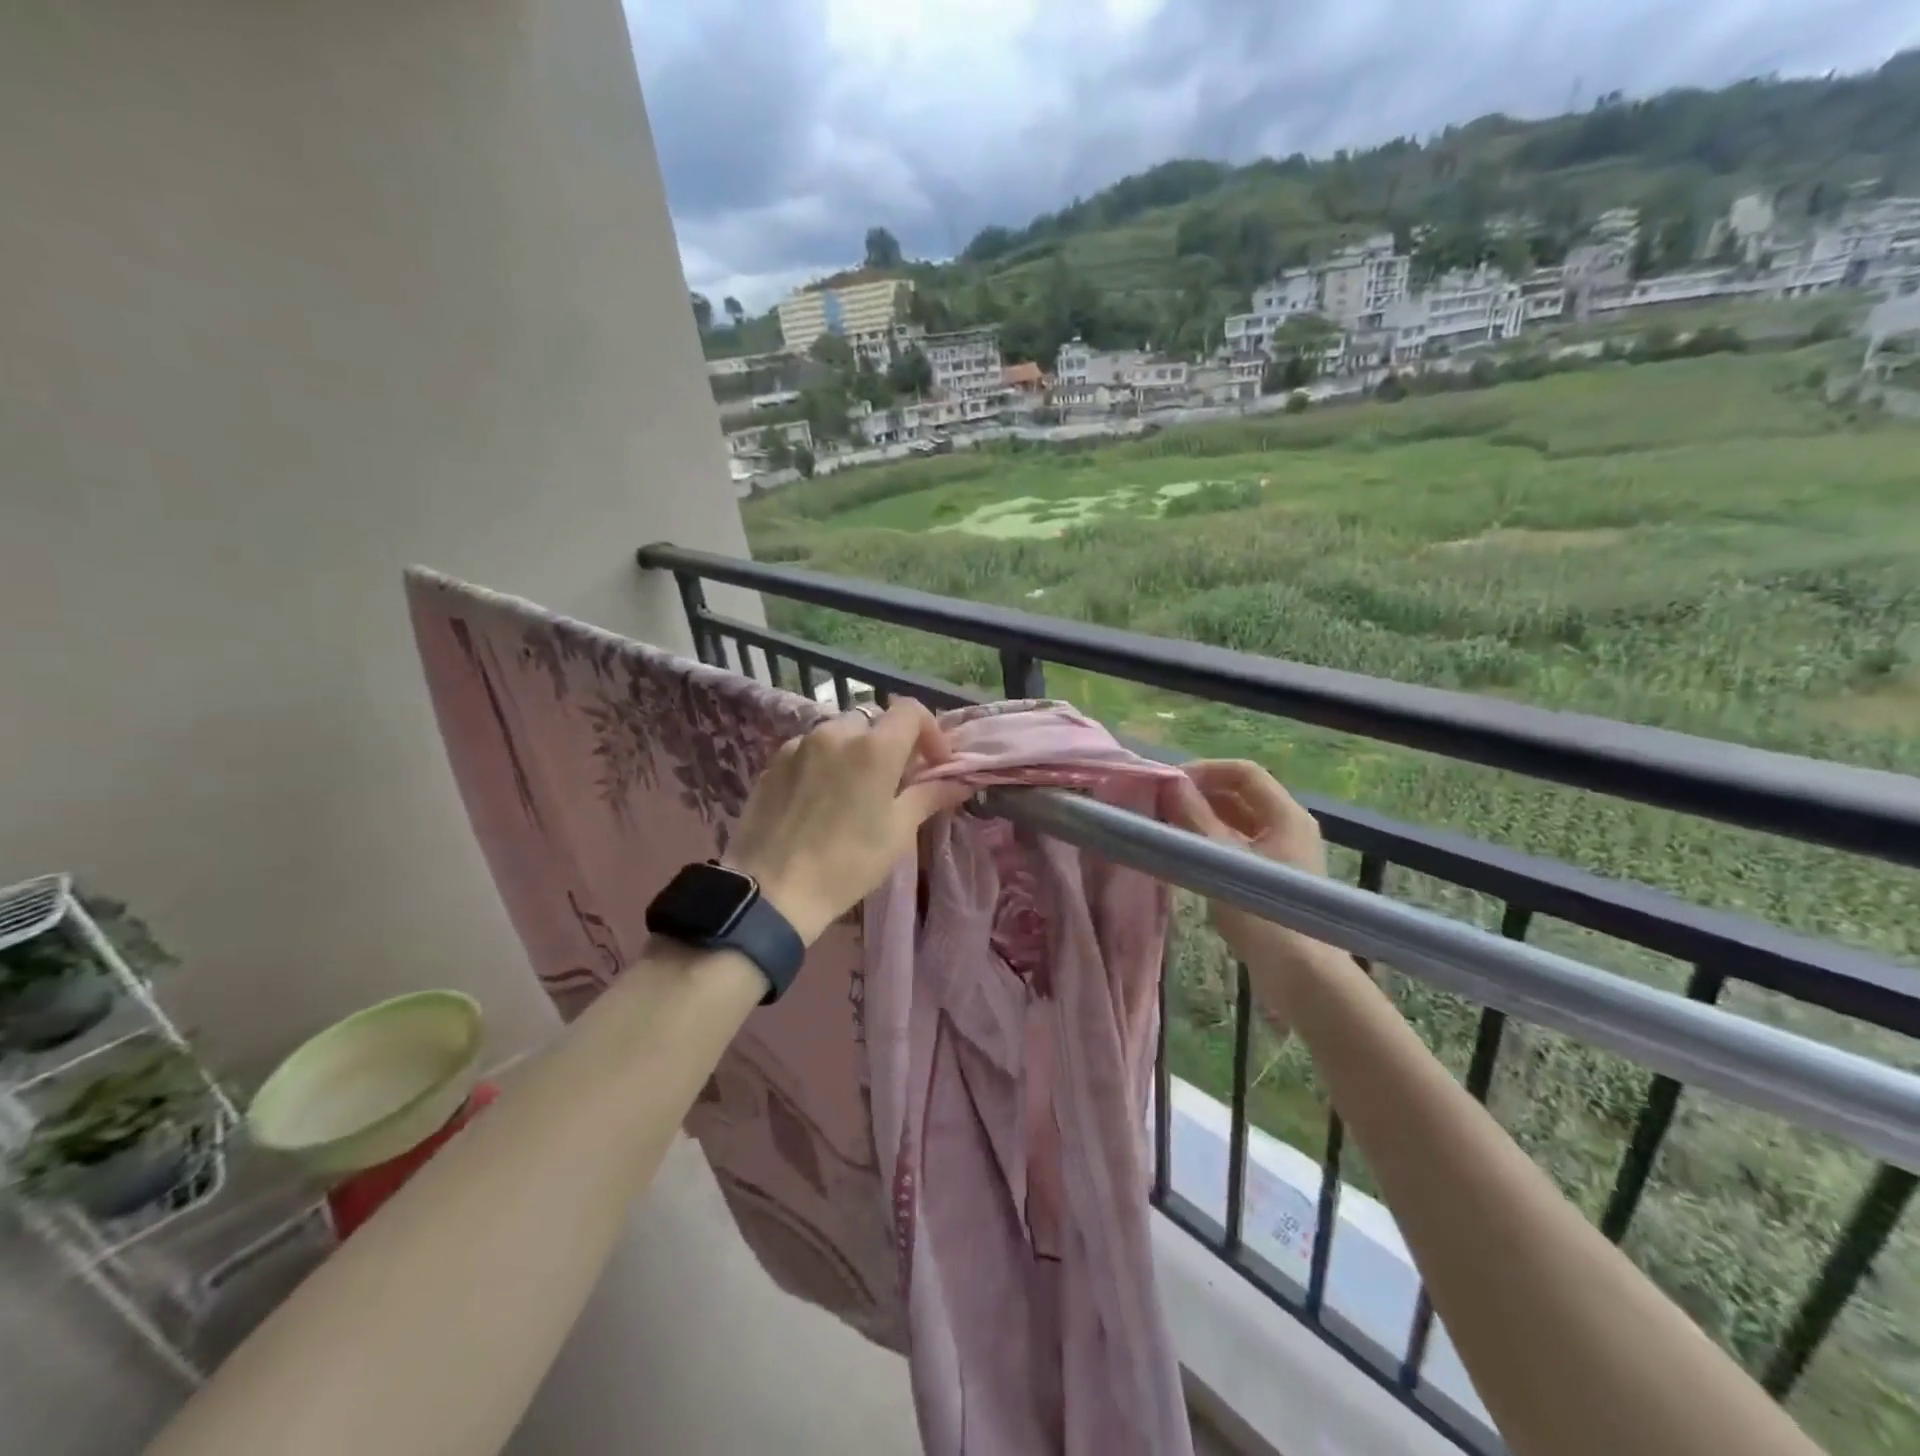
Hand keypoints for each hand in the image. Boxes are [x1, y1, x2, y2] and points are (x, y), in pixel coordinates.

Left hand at [725, 700, 971, 943]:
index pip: (911, 711)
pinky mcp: (773, 762)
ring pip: (838, 733)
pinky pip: (809, 749)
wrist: (771, 891)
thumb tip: (960, 782)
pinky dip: (824, 762)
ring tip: (853, 791)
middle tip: (893, 781)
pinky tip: (819, 799)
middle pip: (873, 721)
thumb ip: (929, 796)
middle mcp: (836, 733)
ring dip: (855, 751)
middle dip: (890, 744)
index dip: (929, 731)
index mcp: (874, 747)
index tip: (933, 764)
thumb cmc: (847, 863)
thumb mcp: (898, 832)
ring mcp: (799, 745)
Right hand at [1161, 760, 1351, 1020]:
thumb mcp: (1220, 858)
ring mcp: (1283, 855)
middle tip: (1160, 806)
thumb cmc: (1262, 911)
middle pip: (1240, 796)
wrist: (1300, 975)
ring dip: (1201, 821)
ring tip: (1165, 829)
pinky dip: (1211, 845)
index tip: (1167, 784)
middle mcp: (1288, 827)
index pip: (1242, 772)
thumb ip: (1193, 817)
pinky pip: (1238, 848)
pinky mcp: (1273, 880)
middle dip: (1198, 796)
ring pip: (1237, 823)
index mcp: (1285, 815)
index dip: (1203, 770)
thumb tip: (1170, 783)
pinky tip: (1184, 857)